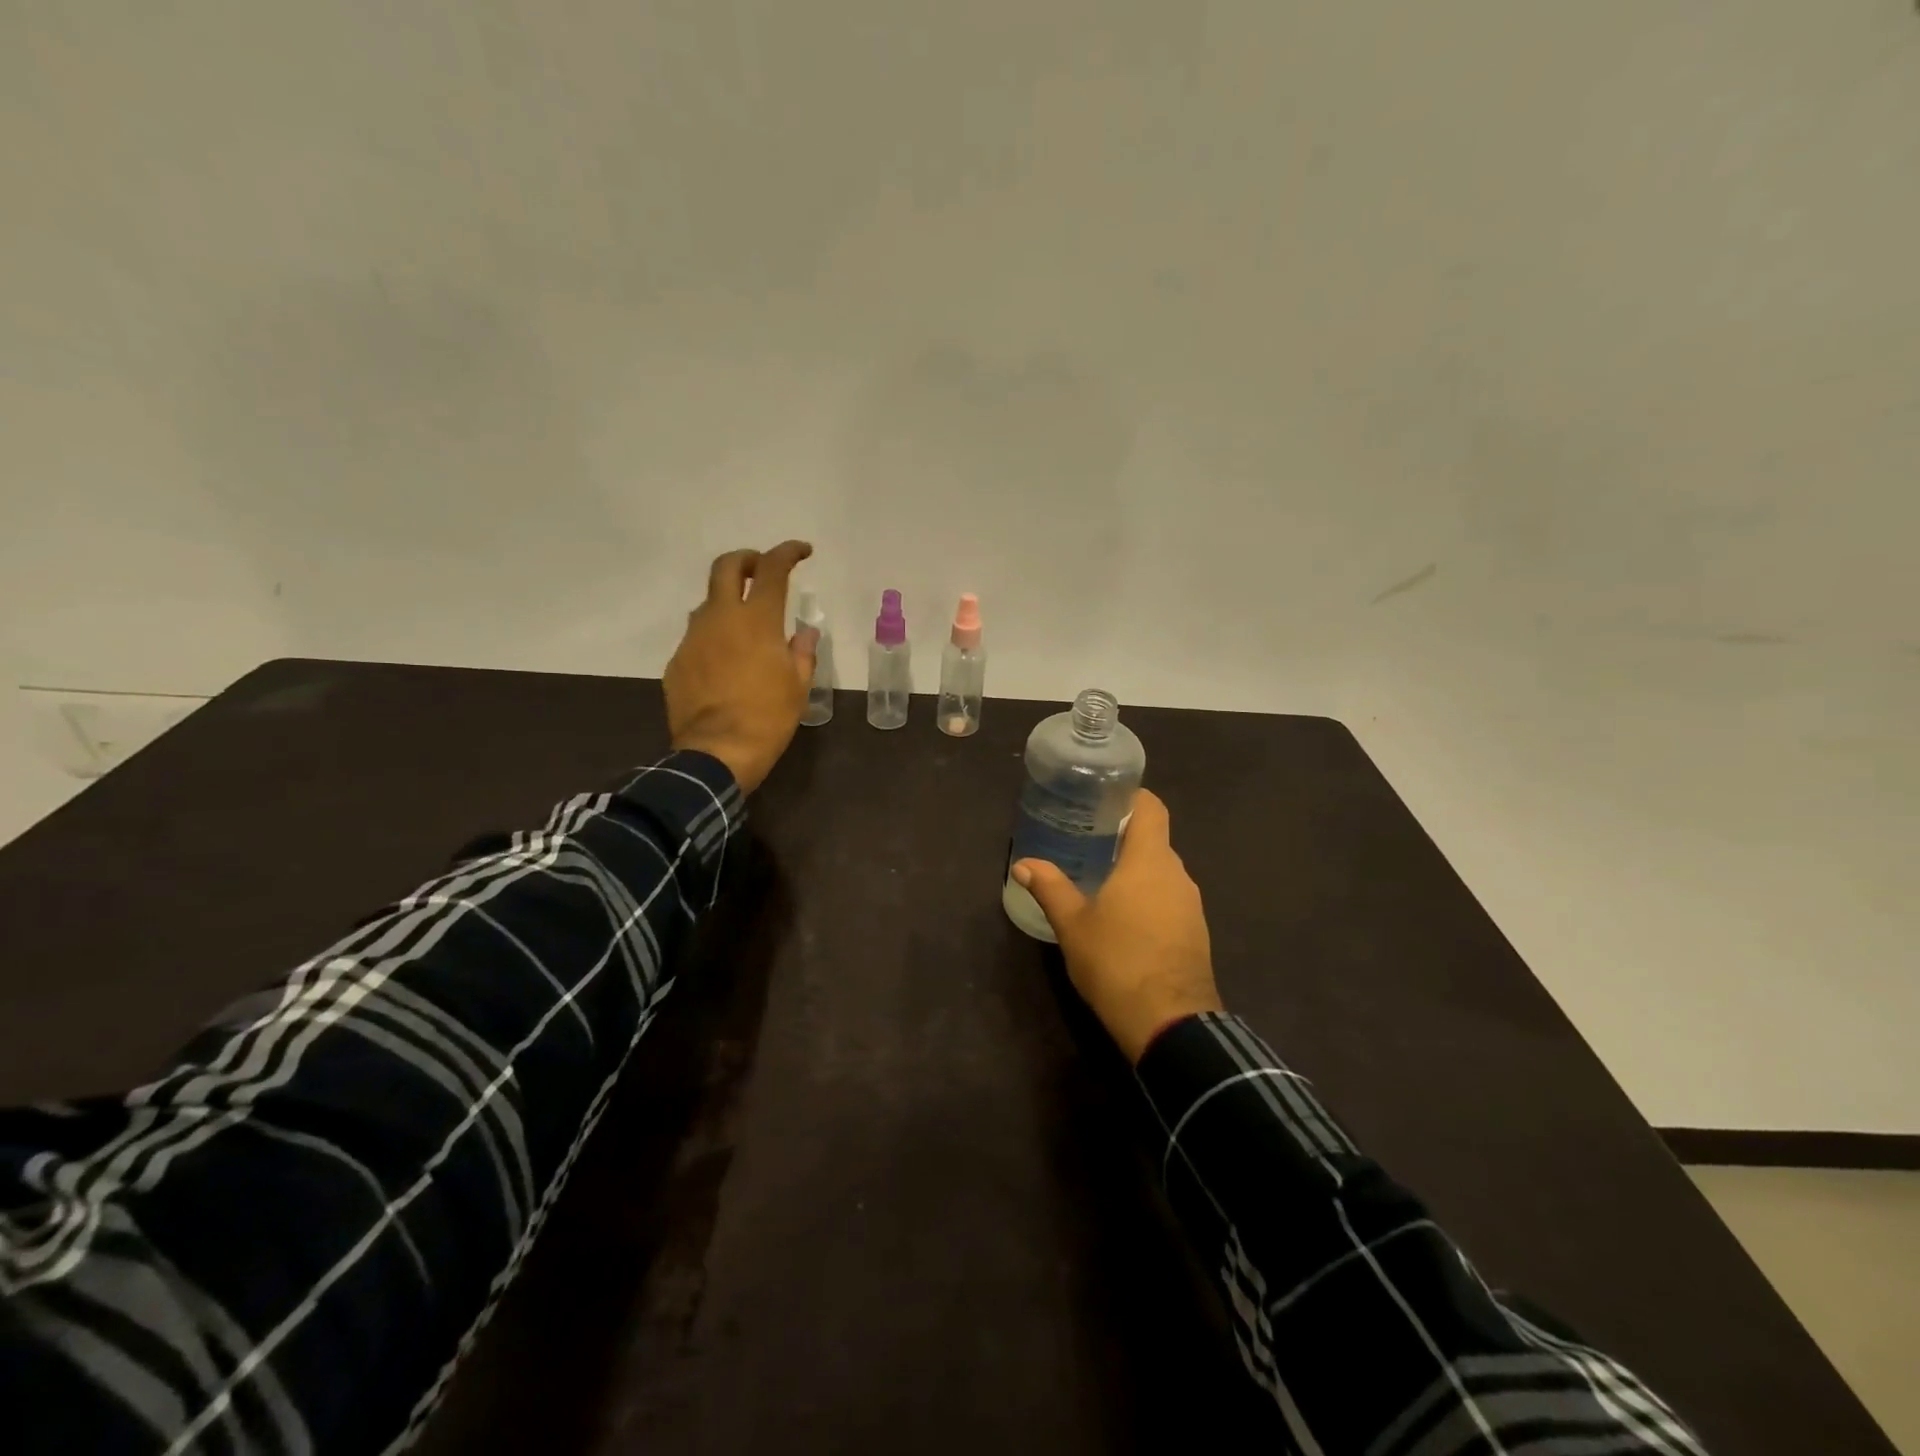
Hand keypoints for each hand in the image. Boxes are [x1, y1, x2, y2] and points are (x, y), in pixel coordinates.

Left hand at [664, 541, 817, 793]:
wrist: (716, 753)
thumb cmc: (768, 718)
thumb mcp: (798, 686)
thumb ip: (801, 652)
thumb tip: (803, 634)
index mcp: (757, 620)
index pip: (772, 568)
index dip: (788, 552)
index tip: (802, 551)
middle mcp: (720, 618)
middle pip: (726, 567)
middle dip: (746, 559)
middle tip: (760, 569)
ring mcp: (693, 638)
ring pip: (708, 603)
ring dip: (727, 602)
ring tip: (745, 626)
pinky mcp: (677, 661)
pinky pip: (698, 638)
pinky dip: (714, 639)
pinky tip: (726, 665)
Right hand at [1012, 789, 1222, 1063]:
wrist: (1170, 1022)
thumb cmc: (1116, 961)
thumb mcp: (1073, 924)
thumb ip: (1050, 888)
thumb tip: (1023, 865)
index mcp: (1149, 860)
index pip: (1152, 807)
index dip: (1131, 797)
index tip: (1103, 800)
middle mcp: (1177, 873)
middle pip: (1155, 839)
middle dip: (1124, 836)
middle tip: (1088, 839)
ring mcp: (1192, 904)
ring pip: (1163, 871)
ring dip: (1137, 870)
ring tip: (1102, 877)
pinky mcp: (1196, 931)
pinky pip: (1171, 898)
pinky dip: (1149, 896)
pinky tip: (1125, 916)